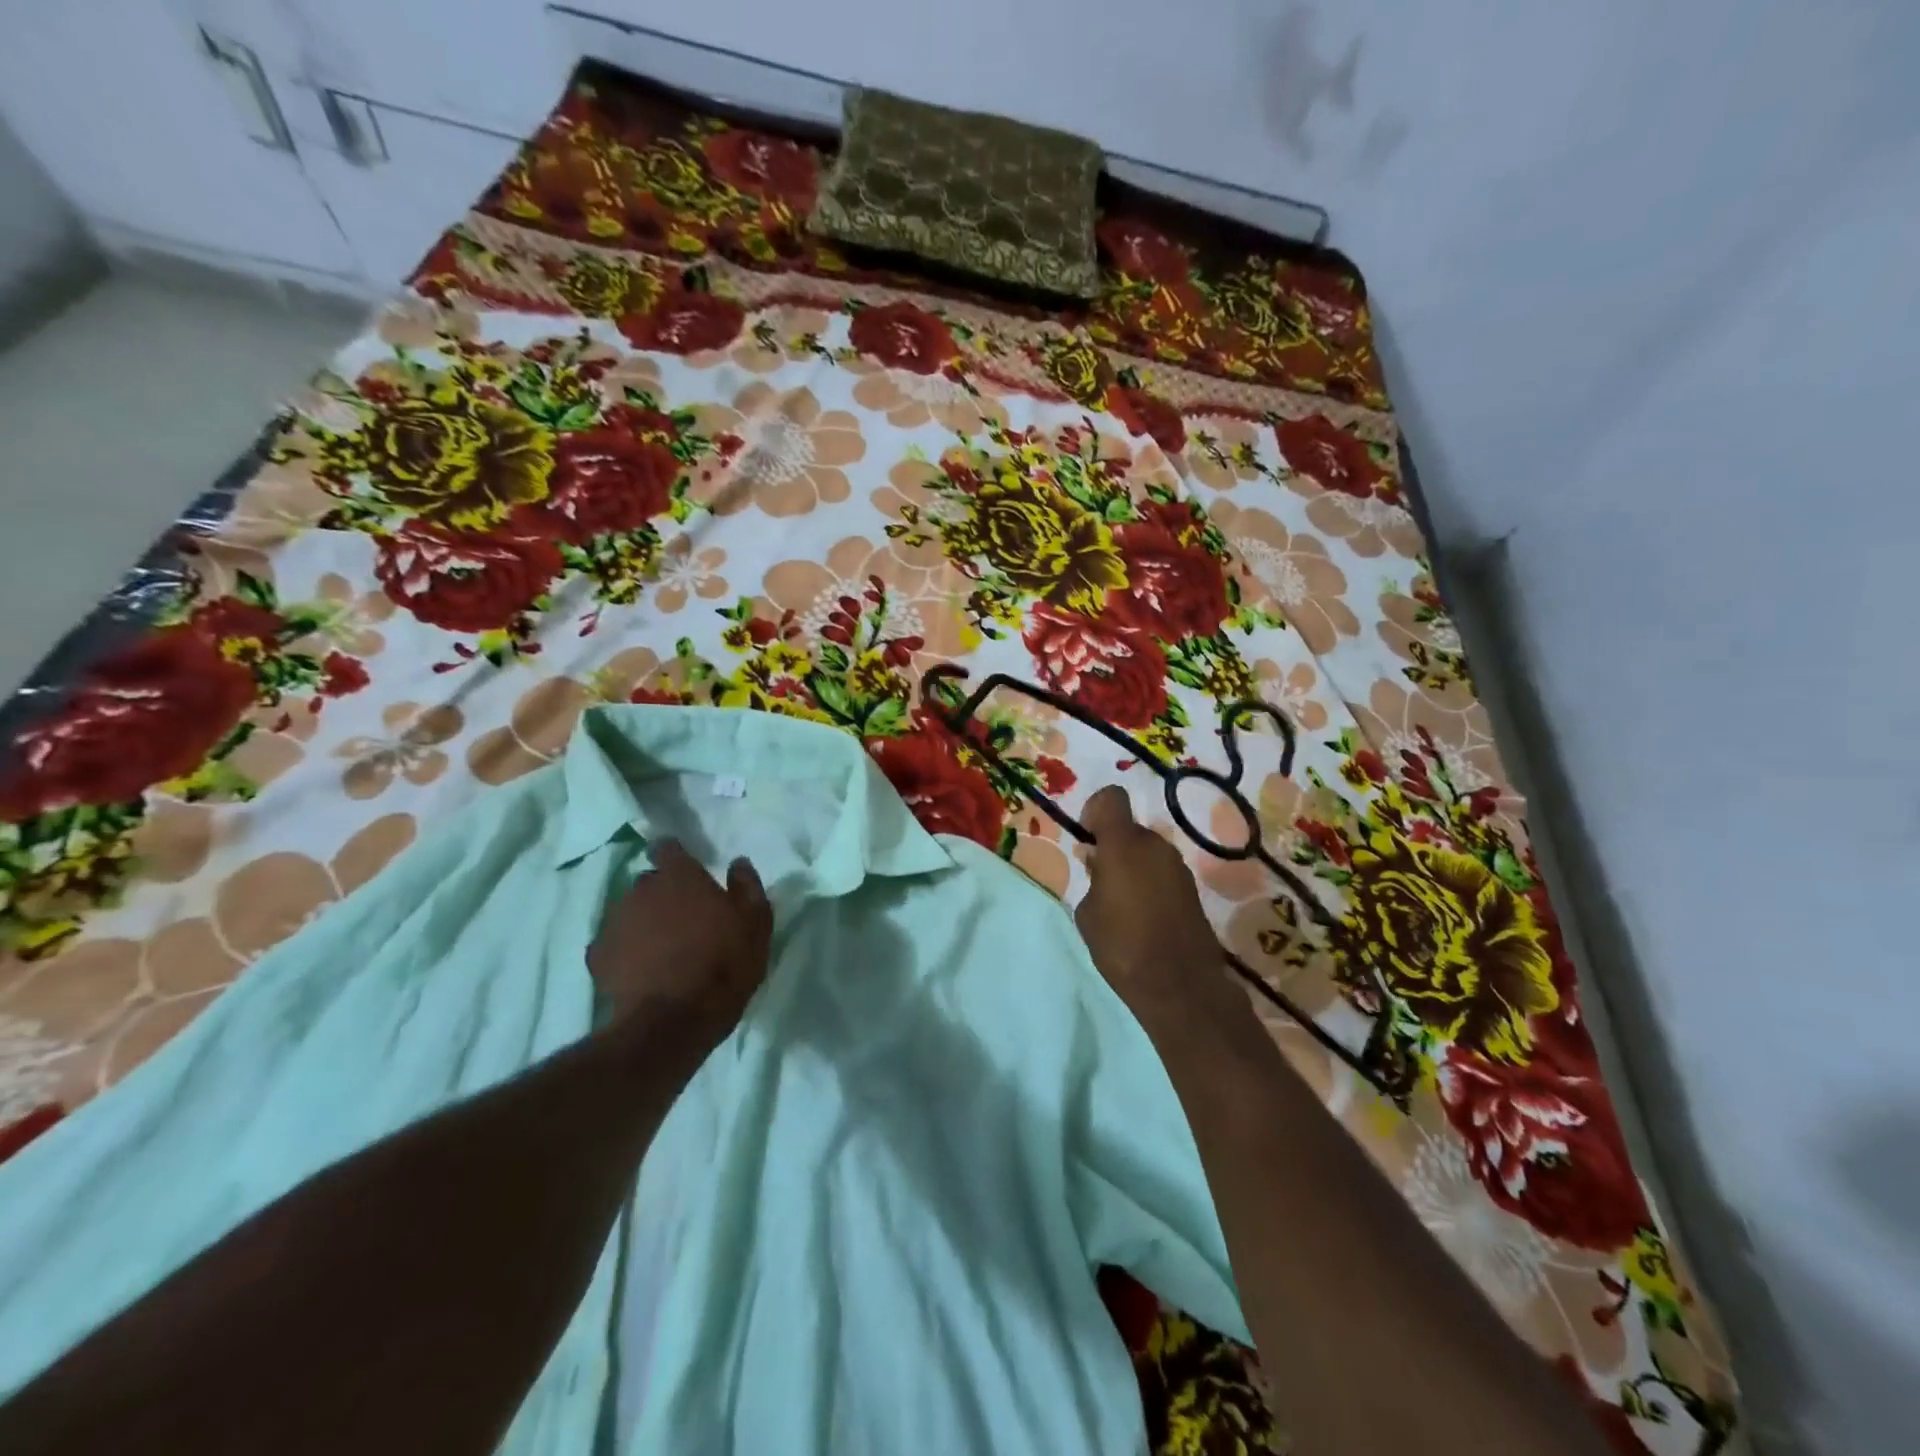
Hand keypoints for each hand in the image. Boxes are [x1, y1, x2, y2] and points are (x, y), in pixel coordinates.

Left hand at [588, 841, 772, 1048]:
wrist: (673, 1022)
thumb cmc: (724, 964)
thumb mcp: (756, 924)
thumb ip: (747, 886)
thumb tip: (738, 863)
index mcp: (680, 876)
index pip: (668, 848)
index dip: (676, 856)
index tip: (688, 870)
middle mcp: (641, 890)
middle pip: (649, 881)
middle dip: (663, 893)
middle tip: (685, 917)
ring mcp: (615, 923)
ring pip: (630, 911)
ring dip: (644, 921)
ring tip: (664, 947)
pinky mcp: (598, 957)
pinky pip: (613, 944)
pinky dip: (625, 951)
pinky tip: (641, 969)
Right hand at [1074, 786, 1243, 1038]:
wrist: (1180, 986)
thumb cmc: (1122, 947)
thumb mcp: (1088, 912)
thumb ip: (1092, 878)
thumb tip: (1099, 863)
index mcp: (1124, 844)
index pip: (1110, 798)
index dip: (1095, 812)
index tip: (1088, 840)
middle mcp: (1155, 845)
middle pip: (1128, 829)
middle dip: (1112, 846)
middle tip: (1099, 879)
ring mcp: (1177, 866)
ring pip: (1146, 850)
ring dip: (1132, 865)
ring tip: (1121, 904)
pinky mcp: (1191, 887)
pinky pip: (1161, 870)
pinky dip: (1149, 882)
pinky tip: (1143, 915)